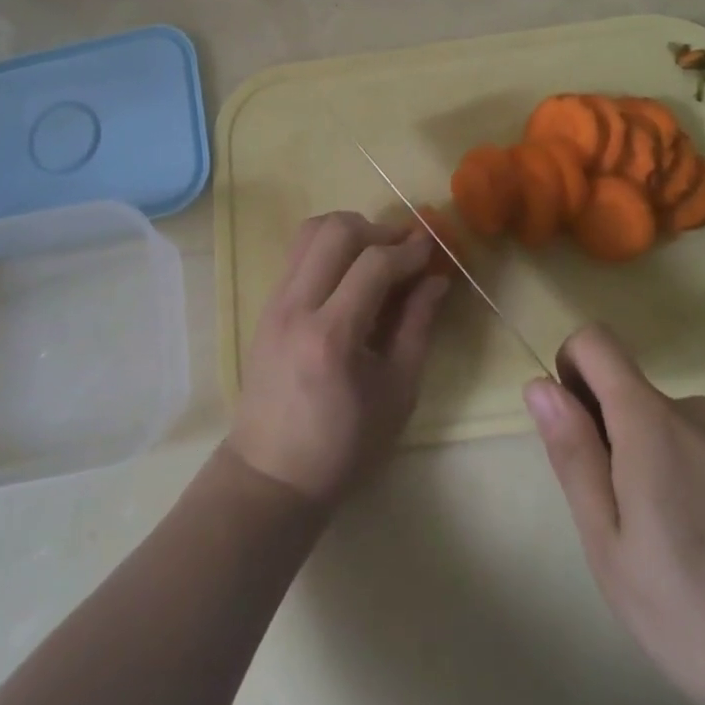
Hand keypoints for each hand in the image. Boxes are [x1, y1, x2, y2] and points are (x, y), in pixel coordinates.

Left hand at [228, 212, 449, 506]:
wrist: (272, 475)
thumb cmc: (344, 446)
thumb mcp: (397, 393)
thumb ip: (418, 327)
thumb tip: (437, 278)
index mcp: (332, 336)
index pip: (373, 264)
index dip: (409, 250)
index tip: (433, 249)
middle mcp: (297, 307)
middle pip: (336, 231)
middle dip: (378, 229)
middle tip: (404, 248)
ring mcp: (275, 301)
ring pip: (311, 230)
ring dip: (350, 230)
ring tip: (376, 253)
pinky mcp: (267, 304)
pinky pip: (298, 252)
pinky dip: (329, 245)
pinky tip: (350, 270)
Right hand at [525, 327, 704, 704]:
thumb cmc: (704, 616)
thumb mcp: (612, 547)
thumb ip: (574, 456)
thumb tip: (540, 384)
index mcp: (650, 419)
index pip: (594, 341)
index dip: (569, 368)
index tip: (574, 431)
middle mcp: (694, 410)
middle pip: (627, 392)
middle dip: (609, 440)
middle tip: (626, 527)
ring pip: (663, 429)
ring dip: (648, 468)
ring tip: (673, 555)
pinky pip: (701, 453)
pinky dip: (687, 485)